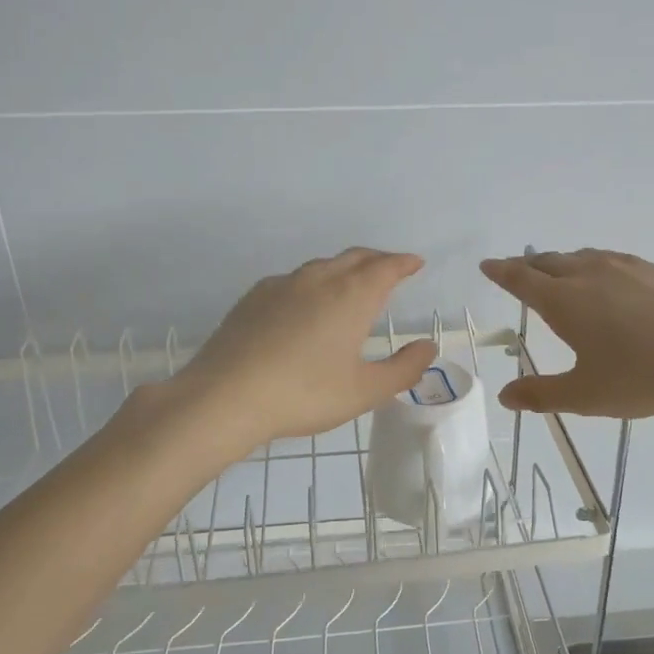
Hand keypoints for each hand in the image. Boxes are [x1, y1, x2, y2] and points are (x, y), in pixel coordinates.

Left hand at [165, 248, 437, 455]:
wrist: (225, 396)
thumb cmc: (304, 394)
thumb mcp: (364, 391)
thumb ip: (403, 369)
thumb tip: (428, 347)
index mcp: (351, 296)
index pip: (385, 267)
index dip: (403, 263)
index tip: (415, 263)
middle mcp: (319, 279)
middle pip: (355, 257)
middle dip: (377, 259)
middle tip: (390, 268)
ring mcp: (282, 285)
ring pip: (322, 266)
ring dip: (344, 268)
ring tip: (352, 283)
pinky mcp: (254, 297)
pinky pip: (293, 280)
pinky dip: (312, 282)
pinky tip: (306, 303)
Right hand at [480, 249, 653, 417]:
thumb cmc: (643, 376)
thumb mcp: (586, 395)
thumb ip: (542, 395)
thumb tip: (506, 396)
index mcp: (565, 300)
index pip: (521, 279)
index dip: (501, 272)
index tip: (487, 265)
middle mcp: (590, 274)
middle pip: (549, 262)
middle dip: (528, 265)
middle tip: (517, 270)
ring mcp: (627, 268)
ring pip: (583, 257)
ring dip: (562, 262)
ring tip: (559, 271)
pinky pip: (613, 261)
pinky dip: (596, 265)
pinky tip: (610, 280)